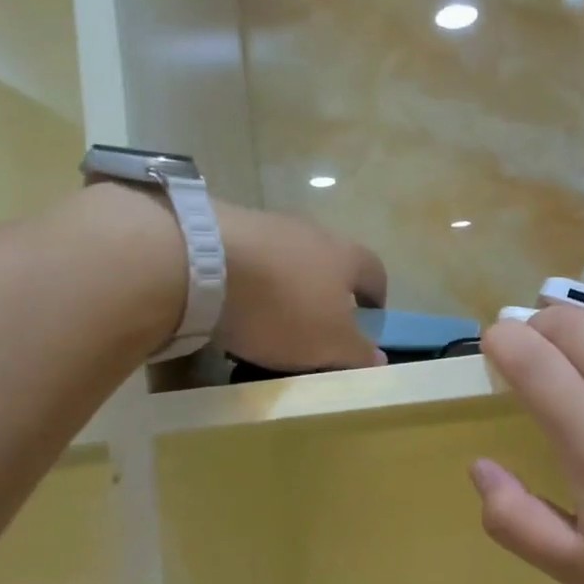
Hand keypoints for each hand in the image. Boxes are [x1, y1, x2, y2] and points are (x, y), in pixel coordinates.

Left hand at [214, 202, 387, 371]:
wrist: (204, 264)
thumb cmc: (283, 307)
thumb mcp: (329, 343)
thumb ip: (357, 352)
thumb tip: (379, 358)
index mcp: (347, 256)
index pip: (375, 273)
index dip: (376, 298)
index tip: (369, 321)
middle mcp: (313, 232)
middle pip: (330, 263)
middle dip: (326, 293)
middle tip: (317, 326)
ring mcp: (269, 225)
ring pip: (288, 260)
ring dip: (286, 286)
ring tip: (270, 319)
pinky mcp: (227, 227)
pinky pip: (250, 259)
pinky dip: (250, 281)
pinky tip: (235, 304)